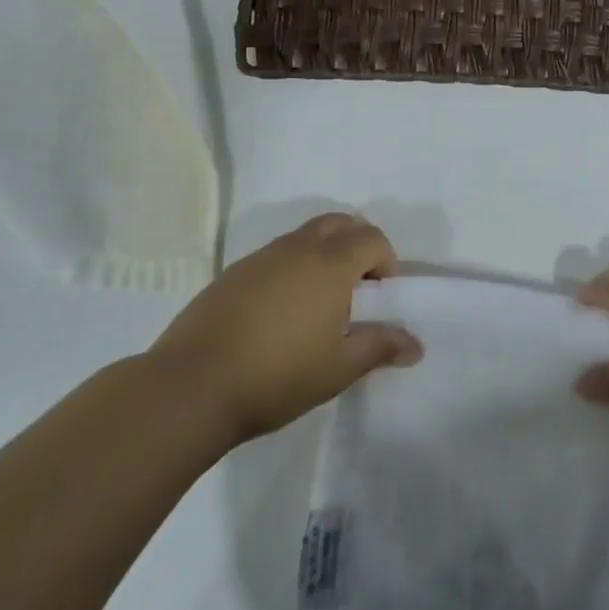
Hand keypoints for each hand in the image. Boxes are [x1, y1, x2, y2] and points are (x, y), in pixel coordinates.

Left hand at [151, 213, 420, 448]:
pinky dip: (293, 268)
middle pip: (339, 223)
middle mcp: (297, 249)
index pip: (371, 238)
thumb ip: (380, 348)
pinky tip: (281, 313)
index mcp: (329, 264)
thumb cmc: (277, 375)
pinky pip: (276, 255)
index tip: (381, 297)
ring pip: (305, 236)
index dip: (386, 261)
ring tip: (320, 304)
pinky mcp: (233, 273)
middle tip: (358, 290)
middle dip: (358, 245)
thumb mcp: (339, 368)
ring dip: (324, 255)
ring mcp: (260, 258)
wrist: (192, 386)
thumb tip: (416, 345)